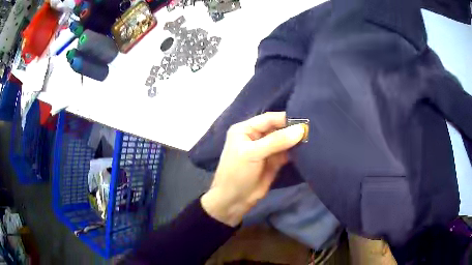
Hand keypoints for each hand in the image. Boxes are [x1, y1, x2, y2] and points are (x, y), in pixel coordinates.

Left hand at [201, 112, 305, 226]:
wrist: (234, 201)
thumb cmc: (237, 173)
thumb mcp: (253, 154)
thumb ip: (276, 141)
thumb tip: (300, 129)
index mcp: (246, 129)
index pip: (269, 119)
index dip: (286, 119)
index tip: (305, 120)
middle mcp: (256, 136)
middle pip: (278, 128)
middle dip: (293, 129)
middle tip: (313, 129)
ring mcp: (266, 150)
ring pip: (284, 141)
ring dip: (296, 141)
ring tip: (314, 138)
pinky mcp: (274, 162)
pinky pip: (287, 153)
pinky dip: (296, 152)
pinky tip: (308, 149)